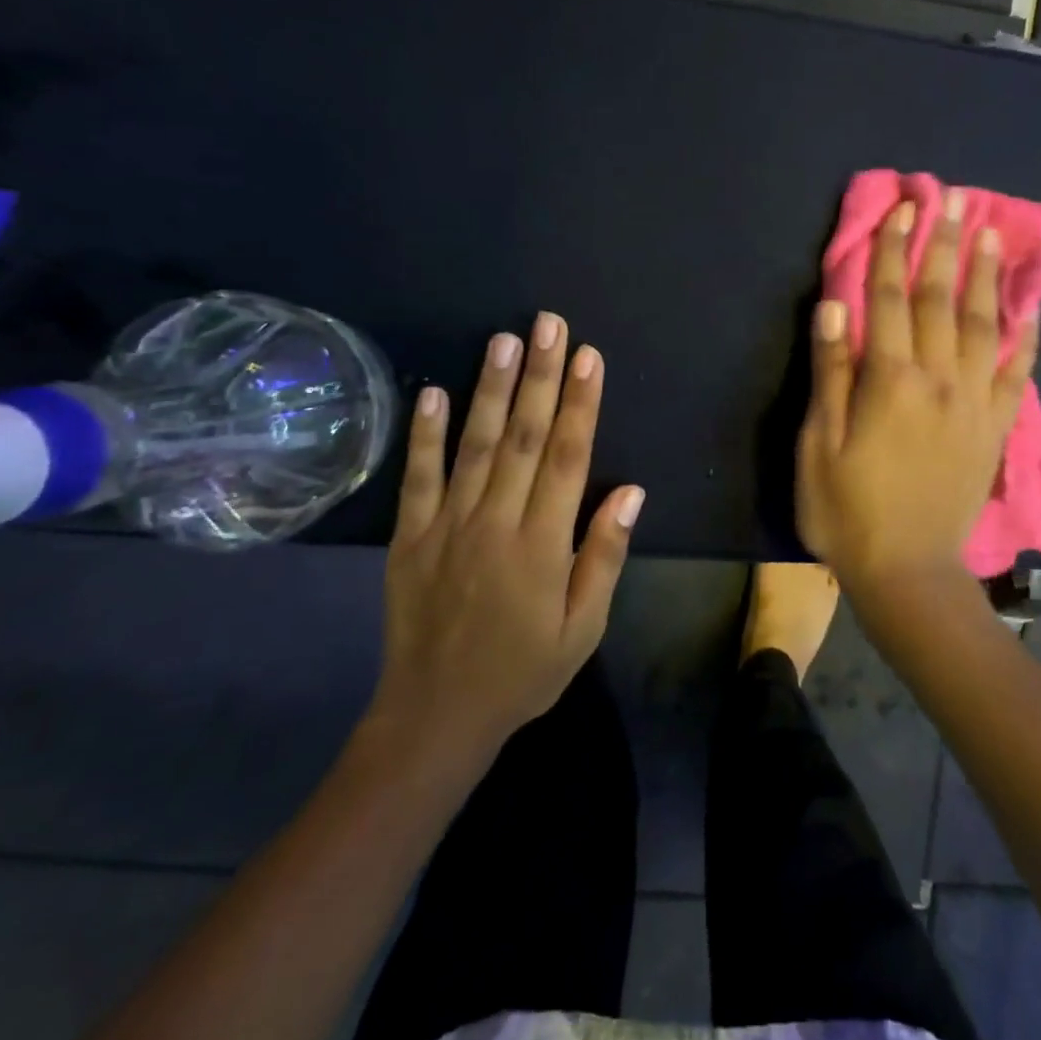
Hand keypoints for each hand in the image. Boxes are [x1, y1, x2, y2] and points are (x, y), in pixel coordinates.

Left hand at [364, 313, 644, 761]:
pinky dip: (424, 434)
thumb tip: (631, 491)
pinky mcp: (410, 536)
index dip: (582, 403)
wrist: (436, 715)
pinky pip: (417, 477)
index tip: (589, 356)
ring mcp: (447, 526)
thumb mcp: (582, 629)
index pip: (569, 457)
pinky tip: (434, 391)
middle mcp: (495, 523)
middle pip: (524, 437)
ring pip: (474, 445)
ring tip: (504, 340)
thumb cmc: (523, 671)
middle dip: (541, 376)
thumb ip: (604, 556)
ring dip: (491, 389)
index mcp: (543, 545)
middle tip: (549, 324)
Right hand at [796, 192, 1036, 598]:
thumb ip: (829, 374)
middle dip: (946, 245)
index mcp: (889, 381)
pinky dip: (1026, 338)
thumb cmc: (847, 510)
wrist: (908, 571)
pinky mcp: (995, 428)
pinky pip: (1017, 373)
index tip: (902, 209)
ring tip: (994, 234)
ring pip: (986, 326)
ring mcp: (975, 403)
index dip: (892, 251)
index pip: (889, 300)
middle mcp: (939, 380)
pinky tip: (1032, 310)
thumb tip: (834, 307)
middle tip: (955, 198)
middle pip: (942, 300)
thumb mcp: (818, 445)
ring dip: (988, 276)